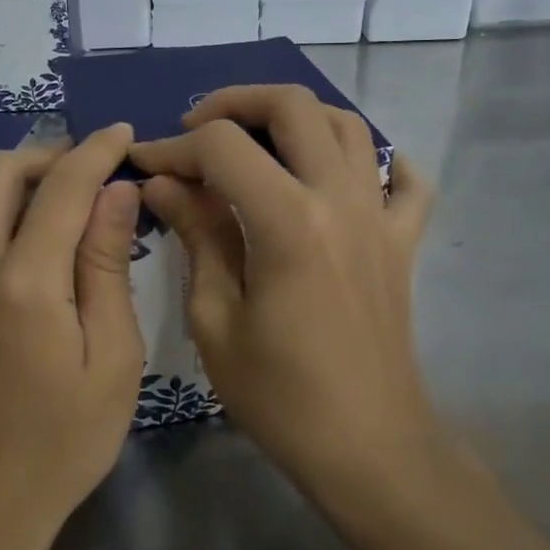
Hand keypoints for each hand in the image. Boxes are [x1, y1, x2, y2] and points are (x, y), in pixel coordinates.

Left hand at [0, 126, 144, 549]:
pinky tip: (39, 263)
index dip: (96, 151)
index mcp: (23, 283)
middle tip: (92, 171)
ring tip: (72, 211)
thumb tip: (117, 194)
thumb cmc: (63, 442)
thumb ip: (107, 265)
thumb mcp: (112, 358)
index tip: (124, 134)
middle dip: (48, 154)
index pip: (61, 186)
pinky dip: (6, 226)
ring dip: (24, 188)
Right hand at [130, 86, 436, 498]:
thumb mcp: (216, 320)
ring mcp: (380, 215)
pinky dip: (376, 161)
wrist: (368, 446)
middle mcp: (341, 199)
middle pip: (293, 106)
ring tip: (258, 140)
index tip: (145, 165)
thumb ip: (196, 236)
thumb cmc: (281, 396)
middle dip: (234, 103)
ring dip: (297, 117)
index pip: (223, 148)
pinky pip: (403, 180)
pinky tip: (346, 174)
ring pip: (347, 125)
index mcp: (289, 221)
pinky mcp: (402, 240)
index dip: (174, 148)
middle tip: (197, 130)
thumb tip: (164, 184)